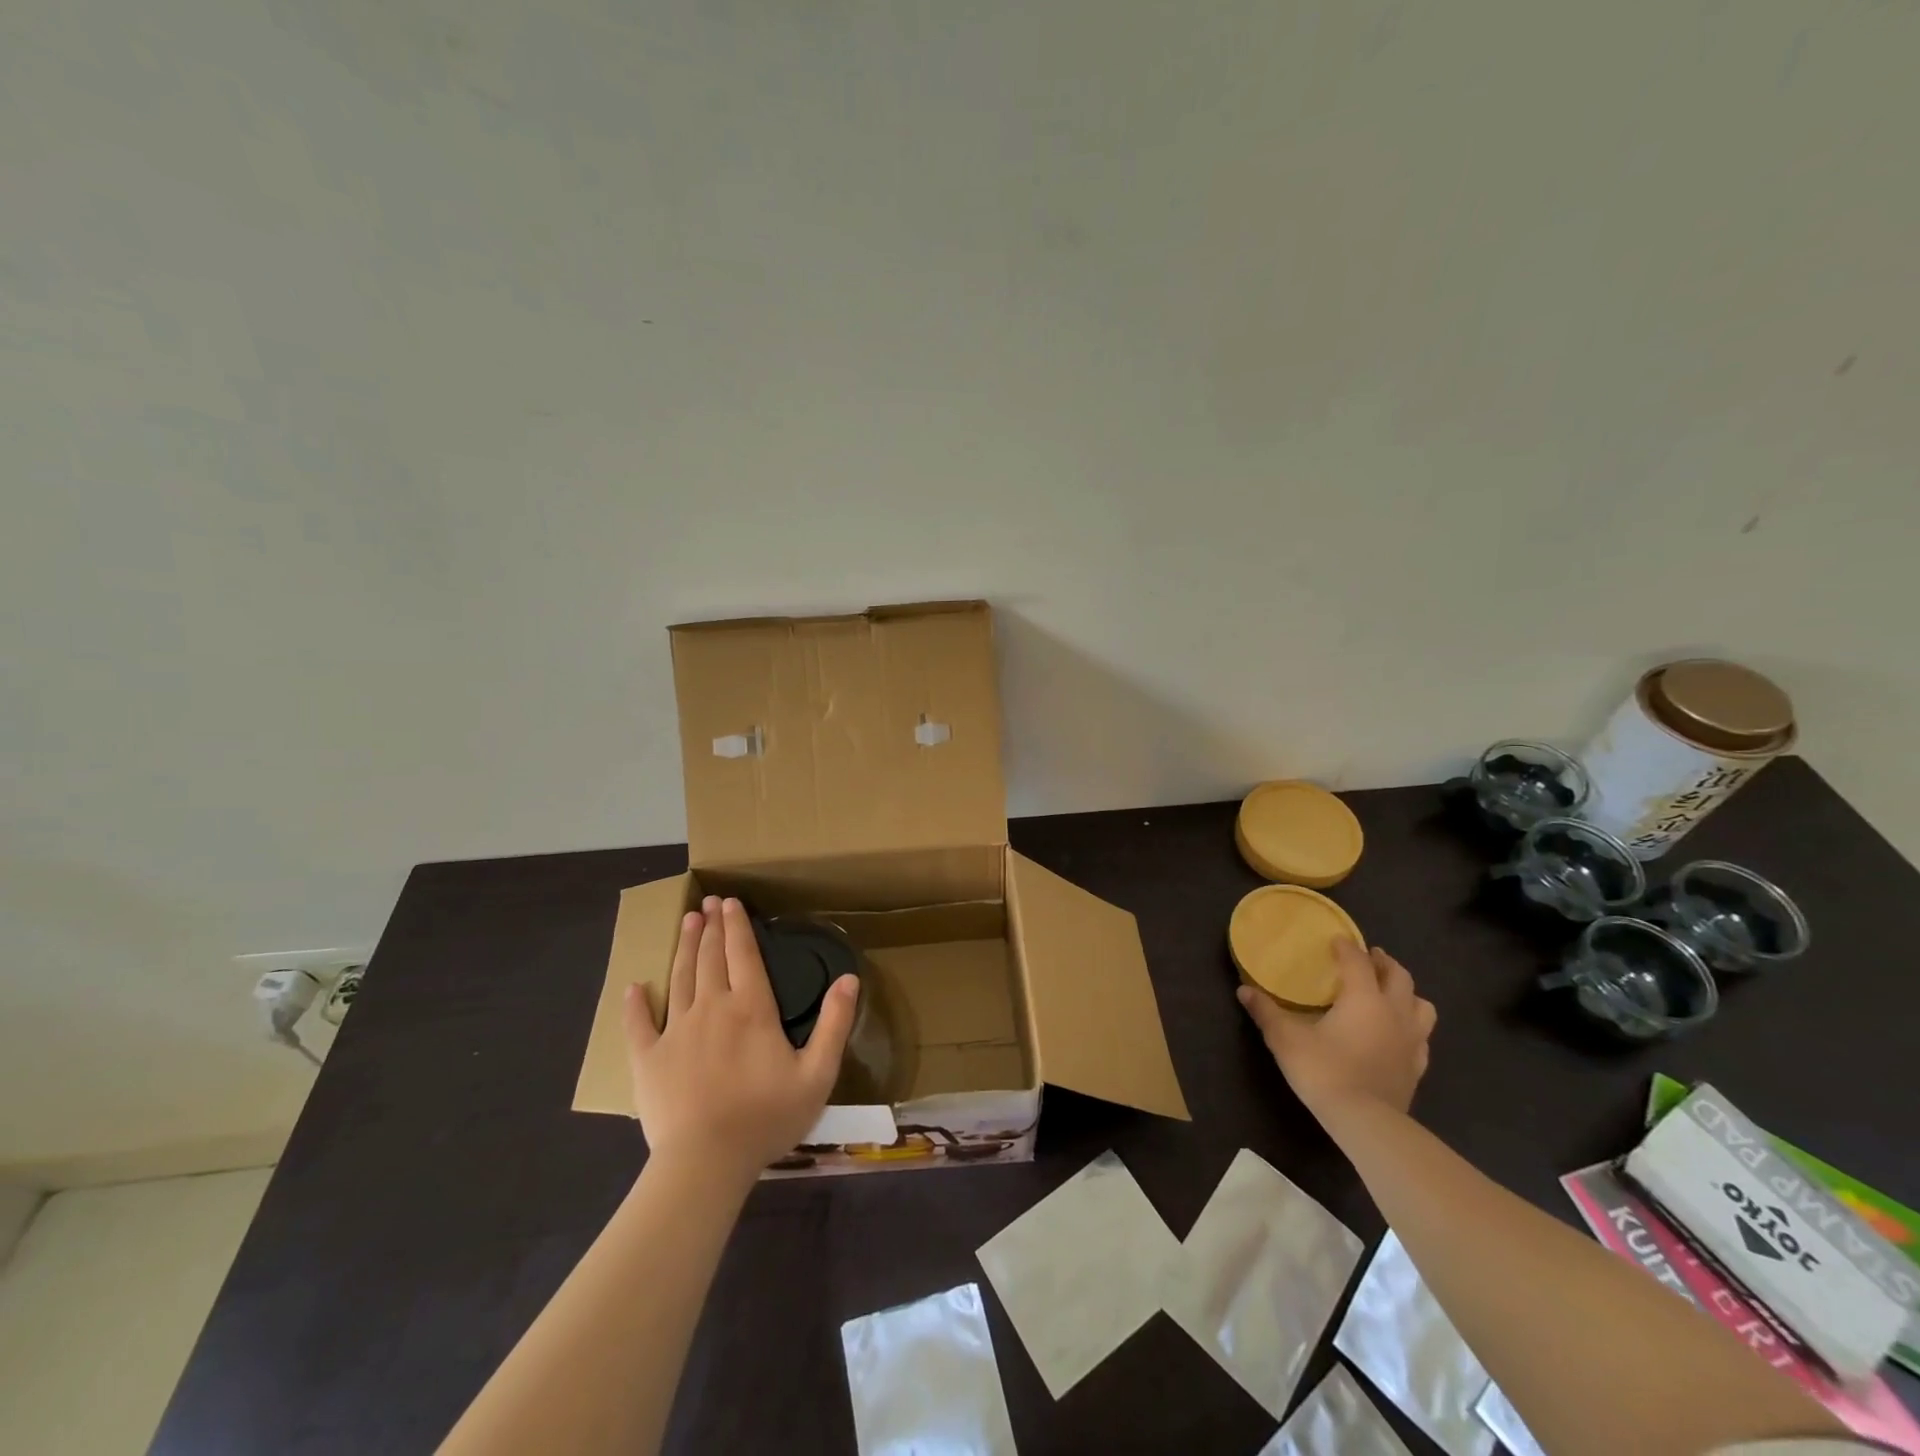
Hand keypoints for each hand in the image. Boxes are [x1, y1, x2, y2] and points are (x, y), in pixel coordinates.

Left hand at [624, 896, 857, 1180]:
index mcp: (752, 1008)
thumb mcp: (817, 1073)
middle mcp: (712, 1007)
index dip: (737, 926)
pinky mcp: (648, 1059)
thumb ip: (834, 1023)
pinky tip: (633, 987)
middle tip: (708, 902)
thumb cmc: (766, 1117)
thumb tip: (849, 978)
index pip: (743, 954)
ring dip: (684, 948)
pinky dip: (635, 1003)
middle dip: (710, 926)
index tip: (731, 902)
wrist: (706, 1162)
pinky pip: (638, 1024)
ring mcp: (676, 1031)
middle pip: (710, 958)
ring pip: (680, 978)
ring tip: (686, 922)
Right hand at [1237, 938, 1435, 1118]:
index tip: (1336, 940)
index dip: (1346, 947)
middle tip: (1369, 957)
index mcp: (1363, 998)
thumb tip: (1244, 990)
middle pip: (1399, 976)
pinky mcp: (1417, 1066)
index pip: (1357, 961)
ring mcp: (1411, 1041)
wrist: (1365, 1122)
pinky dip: (1412, 1026)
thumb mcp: (1285, 1038)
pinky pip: (1422, 1037)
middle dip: (1384, 962)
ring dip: (1406, 993)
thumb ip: (1266, 1012)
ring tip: (1390, 992)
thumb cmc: (1324, 1070)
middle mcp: (1393, 1012)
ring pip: (1421, 1005)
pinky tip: (1398, 1033)